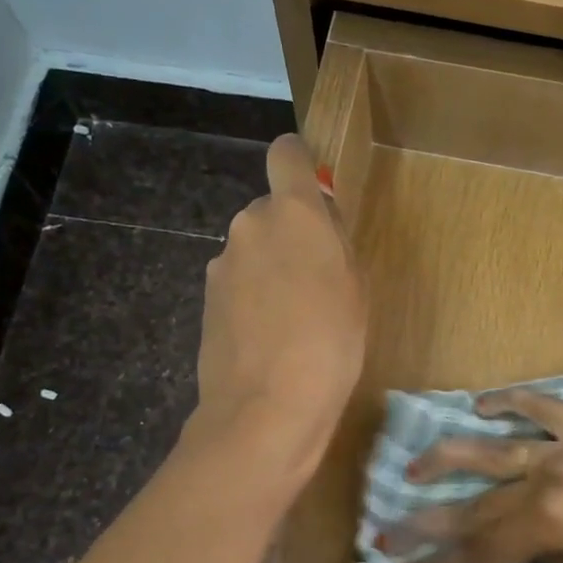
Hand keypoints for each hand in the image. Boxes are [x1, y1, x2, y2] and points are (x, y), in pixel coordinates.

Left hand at [189, 134, 364, 483]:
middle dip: (290, 233)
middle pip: (270, 211)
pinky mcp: (206, 300)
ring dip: (270, 269)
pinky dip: (252, 299)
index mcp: (293, 213)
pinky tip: (268, 339)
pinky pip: (238, 283)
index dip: (301, 163)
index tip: (316, 190)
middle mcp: (249, 225)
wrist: (268, 407)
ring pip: (253, 250)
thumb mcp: (356, 288)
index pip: (287, 154)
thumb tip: (319, 225)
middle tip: (316, 280)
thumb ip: (335, 243)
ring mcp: (221, 264)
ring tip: (292, 320)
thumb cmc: (331, 344)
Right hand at [393, 390, 562, 562]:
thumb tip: (533, 554)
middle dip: (428, 524)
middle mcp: (546, 479)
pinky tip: (480, 405)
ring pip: (492, 447)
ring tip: (412, 465)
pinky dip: (510, 402)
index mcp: (551, 524)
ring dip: (447, 457)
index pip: (480, 550)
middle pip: (475, 504)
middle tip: (385, 532)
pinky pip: (542, 407)